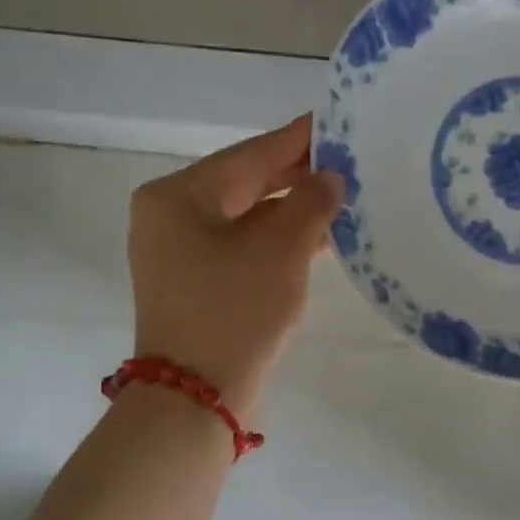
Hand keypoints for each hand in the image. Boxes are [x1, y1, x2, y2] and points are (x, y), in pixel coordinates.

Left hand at [128, 115, 343, 413]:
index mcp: (179, 195)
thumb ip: (311, 202)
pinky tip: (316, 239)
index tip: (337, 122)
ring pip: (245, 217)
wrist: (196, 398)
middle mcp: (170, 216)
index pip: (250, 154)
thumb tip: (330, 178)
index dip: (298, 139)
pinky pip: (240, 246)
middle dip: (298, 176)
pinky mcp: (193, 283)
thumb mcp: (282, 250)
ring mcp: (177, 252)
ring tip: (342, 199)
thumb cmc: (236, 312)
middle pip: (245, 183)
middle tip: (349, 162)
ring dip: (291, 211)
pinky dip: (276, 241)